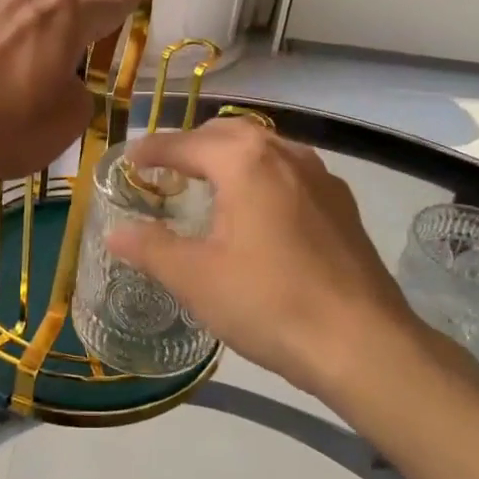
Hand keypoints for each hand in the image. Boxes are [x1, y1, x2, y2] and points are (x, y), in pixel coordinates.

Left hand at [0, 0, 142, 192]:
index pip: (108, 6)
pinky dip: (17, 4)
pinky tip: (12, 17)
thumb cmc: (6, 131)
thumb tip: (69, 82)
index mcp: (65, 20)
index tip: (139, 0)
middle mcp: (29, 0)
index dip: (127, 5)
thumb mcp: (66, 123)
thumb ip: (80, 94)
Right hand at [106, 118, 471, 401]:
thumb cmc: (268, 302)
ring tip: (209, 184)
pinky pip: (291, 173)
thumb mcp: (195, 278)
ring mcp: (321, 178)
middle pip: (229, 133)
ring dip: (231, 157)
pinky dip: (262, 177)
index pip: (185, 143)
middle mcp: (286, 154)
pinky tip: (258, 212)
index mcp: (245, 161)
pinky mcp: (343, 205)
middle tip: (166, 169)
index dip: (151, 151)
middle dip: (193, 145)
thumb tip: (114, 231)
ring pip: (266, 149)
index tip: (127, 161)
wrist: (363, 345)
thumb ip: (150, 247)